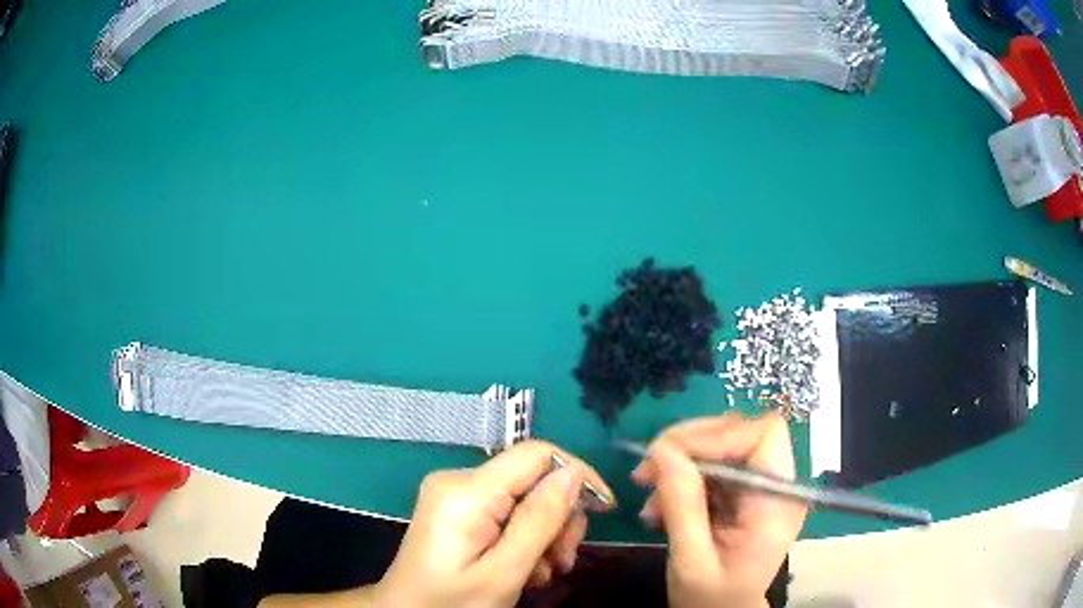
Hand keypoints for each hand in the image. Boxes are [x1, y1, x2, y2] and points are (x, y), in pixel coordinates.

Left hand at [374, 440, 614, 607]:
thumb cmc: (452, 602)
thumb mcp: (503, 572)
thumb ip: (539, 521)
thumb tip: (574, 474)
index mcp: (466, 491)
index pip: (537, 454)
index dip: (577, 476)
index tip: (603, 512)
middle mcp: (458, 480)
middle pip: (533, 478)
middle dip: (558, 519)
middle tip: (562, 561)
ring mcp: (455, 494)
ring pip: (525, 497)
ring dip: (545, 534)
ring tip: (543, 572)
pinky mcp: (457, 508)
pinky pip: (506, 510)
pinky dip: (525, 537)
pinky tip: (525, 568)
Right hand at [632, 413, 806, 607]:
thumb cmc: (711, 599)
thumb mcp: (691, 559)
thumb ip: (682, 505)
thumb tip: (661, 450)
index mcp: (778, 503)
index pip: (764, 435)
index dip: (718, 435)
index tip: (669, 456)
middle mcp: (778, 486)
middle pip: (741, 432)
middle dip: (690, 445)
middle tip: (647, 468)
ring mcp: (762, 487)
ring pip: (723, 444)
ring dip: (680, 462)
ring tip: (648, 494)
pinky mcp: (745, 492)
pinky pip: (713, 465)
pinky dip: (682, 476)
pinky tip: (659, 504)